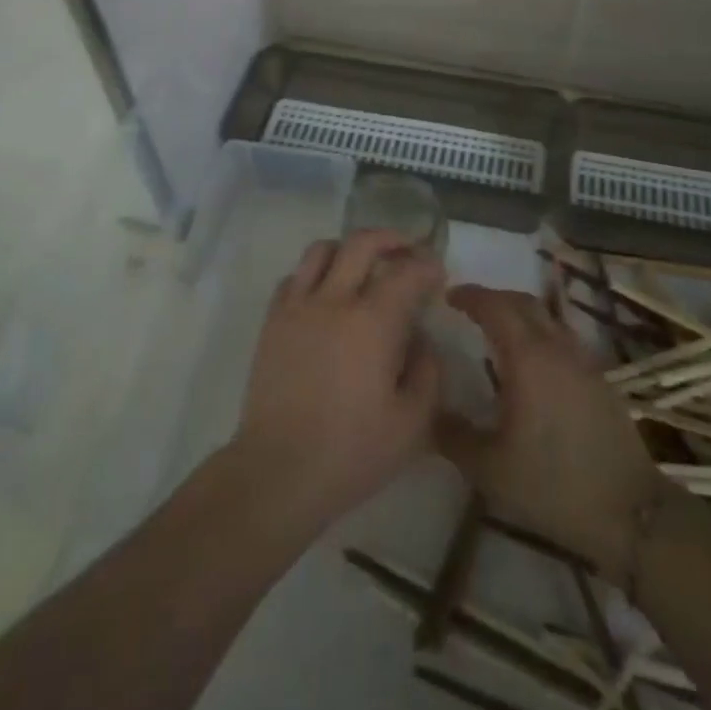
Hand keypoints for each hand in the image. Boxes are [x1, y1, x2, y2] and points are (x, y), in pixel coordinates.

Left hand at [230, 232, 444, 535]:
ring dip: (349, 249)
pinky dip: (316, 273)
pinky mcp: (273, 321)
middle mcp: (334, 300)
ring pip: (322, 249)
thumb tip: (420, 339)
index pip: (406, 271)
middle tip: (407, 250)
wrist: (278, 471)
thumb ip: (427, 372)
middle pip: (361, 242)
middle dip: (391, 238)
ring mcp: (297, 306)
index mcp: (373, 321)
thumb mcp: (412, 423)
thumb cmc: (351, 452)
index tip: (437, 273)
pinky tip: (326, 295)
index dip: (427, 265)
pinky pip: (295, 277)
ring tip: (363, 265)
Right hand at [436, 286, 670, 580]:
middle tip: (469, 309)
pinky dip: (540, 333)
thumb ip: (453, 435)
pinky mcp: (600, 379)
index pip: (495, 307)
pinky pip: (562, 337)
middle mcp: (557, 347)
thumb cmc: (553, 485)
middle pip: (523, 302)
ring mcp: (583, 361)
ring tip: (497, 331)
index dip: (470, 296)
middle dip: (494, 298)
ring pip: (547, 317)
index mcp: (528, 357)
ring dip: (519, 313)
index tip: (448, 296)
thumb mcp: (489, 468)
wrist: (630, 513)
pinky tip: (531, 362)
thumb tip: (427, 409)